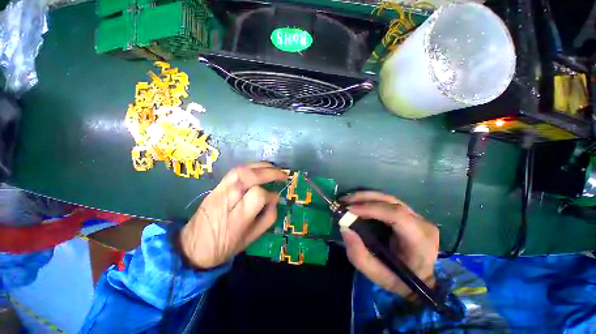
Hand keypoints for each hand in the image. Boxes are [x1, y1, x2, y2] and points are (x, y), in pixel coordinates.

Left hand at [180, 162, 287, 268]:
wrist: (191, 248)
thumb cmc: (224, 247)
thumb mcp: (250, 239)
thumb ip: (267, 218)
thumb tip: (275, 199)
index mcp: (236, 218)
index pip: (258, 195)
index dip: (270, 195)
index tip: (276, 198)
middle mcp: (226, 200)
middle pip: (249, 177)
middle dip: (270, 172)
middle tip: (283, 175)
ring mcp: (219, 191)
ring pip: (241, 170)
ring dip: (261, 166)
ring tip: (273, 169)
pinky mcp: (216, 187)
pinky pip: (235, 171)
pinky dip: (251, 167)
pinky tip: (259, 169)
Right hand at [340, 191, 438, 299]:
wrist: (421, 280)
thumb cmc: (400, 280)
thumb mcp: (376, 275)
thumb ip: (358, 255)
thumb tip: (344, 228)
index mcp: (420, 240)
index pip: (396, 215)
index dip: (371, 209)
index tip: (349, 210)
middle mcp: (422, 223)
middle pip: (391, 202)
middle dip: (364, 199)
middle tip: (344, 201)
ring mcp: (418, 216)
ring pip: (388, 198)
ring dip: (365, 197)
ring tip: (347, 200)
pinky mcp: (410, 213)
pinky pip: (388, 202)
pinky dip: (370, 200)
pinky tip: (357, 202)